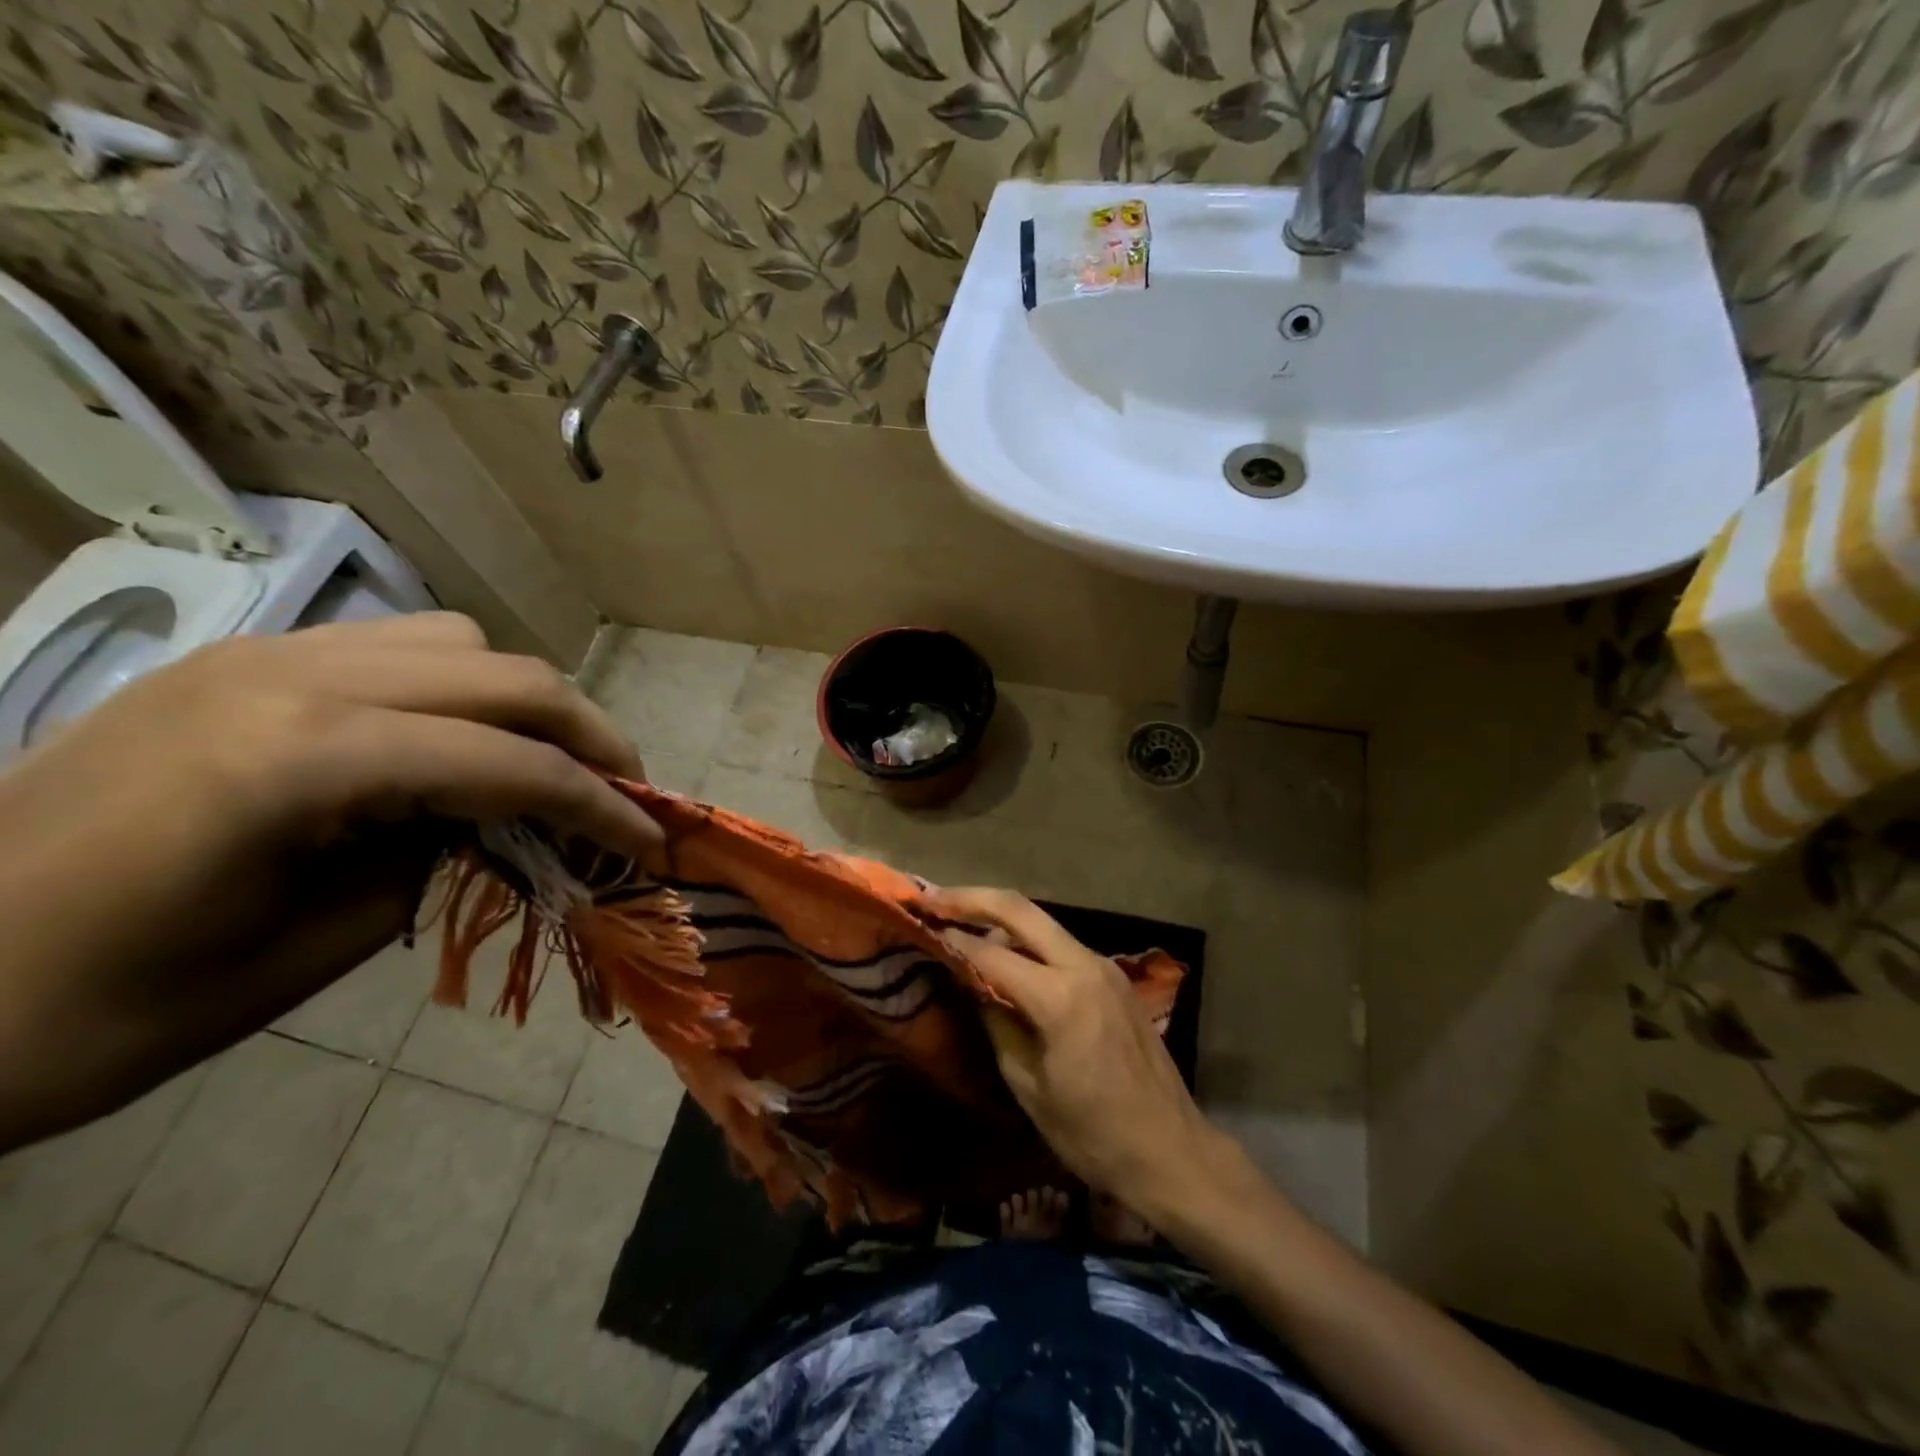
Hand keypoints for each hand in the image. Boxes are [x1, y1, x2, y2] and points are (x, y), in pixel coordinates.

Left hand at [0, 613, 658, 1148]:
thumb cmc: (104, 1008)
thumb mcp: (311, 948)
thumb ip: (436, 857)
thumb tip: (512, 817)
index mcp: (303, 762)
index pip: (514, 764)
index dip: (603, 806)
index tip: (650, 843)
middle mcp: (295, 678)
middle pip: (510, 677)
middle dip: (590, 738)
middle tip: (623, 795)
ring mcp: (263, 657)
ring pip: (461, 644)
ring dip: (524, 703)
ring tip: (539, 765)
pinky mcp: (244, 662)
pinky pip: (397, 647)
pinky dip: (459, 688)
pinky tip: (450, 744)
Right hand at [927, 887, 1229, 1219]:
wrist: (1171, 1150)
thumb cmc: (1092, 1134)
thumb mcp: (1029, 1086)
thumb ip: (998, 1023)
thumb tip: (973, 983)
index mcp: (1060, 998)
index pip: (992, 953)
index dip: (952, 939)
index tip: (919, 926)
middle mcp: (1084, 966)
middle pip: (1020, 909)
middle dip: (972, 899)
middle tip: (932, 899)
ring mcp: (1104, 966)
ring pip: (1042, 921)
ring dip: (999, 913)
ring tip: (958, 916)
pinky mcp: (1114, 976)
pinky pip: (1061, 943)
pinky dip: (1026, 937)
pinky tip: (1004, 948)